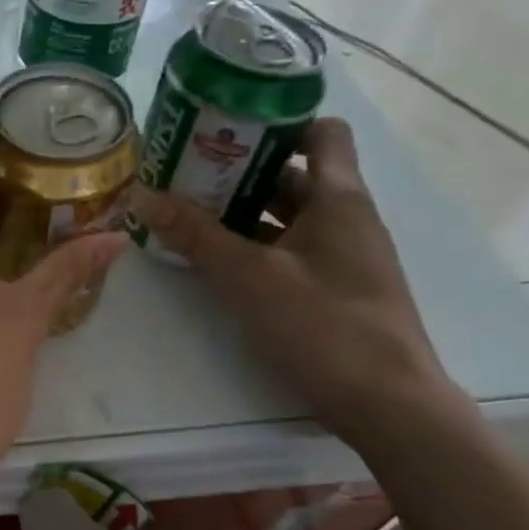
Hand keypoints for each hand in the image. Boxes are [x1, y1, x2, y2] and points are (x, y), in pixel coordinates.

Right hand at [128, 116, 458, 447]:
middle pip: (291, 175)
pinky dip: (251, 246)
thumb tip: (141, 195)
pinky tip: (212, 259)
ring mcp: (340, 257)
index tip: (223, 128)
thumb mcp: (249, 278)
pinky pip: (286, 250)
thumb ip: (195, 236)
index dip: (276, 123)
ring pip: (285, 216)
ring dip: (238, 211)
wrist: (387, 406)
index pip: (320, 132)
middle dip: (237, 170)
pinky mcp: (331, 290)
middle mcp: (344, 219)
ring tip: (184, 213)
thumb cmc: (325, 327)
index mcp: (338, 199)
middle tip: (182, 173)